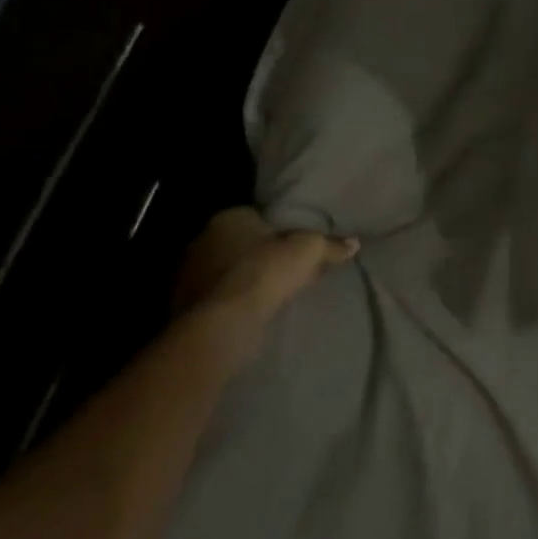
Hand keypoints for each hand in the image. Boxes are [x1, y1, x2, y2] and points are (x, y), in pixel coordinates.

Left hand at [173, 207, 356, 324]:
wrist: (224, 322)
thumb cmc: (267, 272)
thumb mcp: (310, 251)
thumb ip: (331, 245)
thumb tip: (355, 243)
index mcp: (230, 217)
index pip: (256, 216)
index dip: (277, 230)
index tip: (294, 245)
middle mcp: (203, 239)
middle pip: (239, 241)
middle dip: (258, 252)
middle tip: (284, 268)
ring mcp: (189, 272)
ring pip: (225, 269)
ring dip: (242, 277)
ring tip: (269, 292)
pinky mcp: (182, 302)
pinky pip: (215, 294)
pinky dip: (230, 299)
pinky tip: (250, 309)